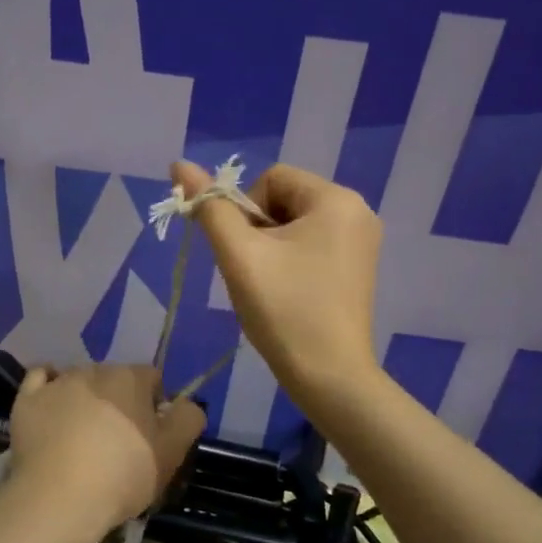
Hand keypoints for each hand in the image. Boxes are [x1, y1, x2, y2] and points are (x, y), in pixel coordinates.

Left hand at [7, 365, 205, 535]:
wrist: (60, 499)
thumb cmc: (123, 475)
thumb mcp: (173, 453)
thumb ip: (188, 419)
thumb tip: (187, 403)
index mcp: (131, 378)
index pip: (152, 379)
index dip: (155, 406)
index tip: (150, 436)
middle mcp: (94, 370)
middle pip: (114, 380)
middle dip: (119, 402)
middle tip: (117, 441)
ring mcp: (57, 382)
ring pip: (78, 381)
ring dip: (85, 399)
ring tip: (81, 436)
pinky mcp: (27, 399)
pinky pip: (40, 380)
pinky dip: (48, 389)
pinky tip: (51, 407)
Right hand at [172, 161, 383, 401]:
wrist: (329, 378)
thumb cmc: (284, 310)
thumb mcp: (239, 255)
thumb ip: (209, 207)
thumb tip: (180, 164)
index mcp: (337, 199)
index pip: (271, 178)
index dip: (245, 211)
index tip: (246, 253)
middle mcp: (358, 212)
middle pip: (284, 200)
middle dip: (258, 231)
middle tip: (254, 274)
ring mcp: (361, 243)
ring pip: (294, 225)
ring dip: (270, 248)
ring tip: (269, 287)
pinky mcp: (357, 269)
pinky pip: (311, 246)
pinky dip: (290, 262)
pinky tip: (286, 294)